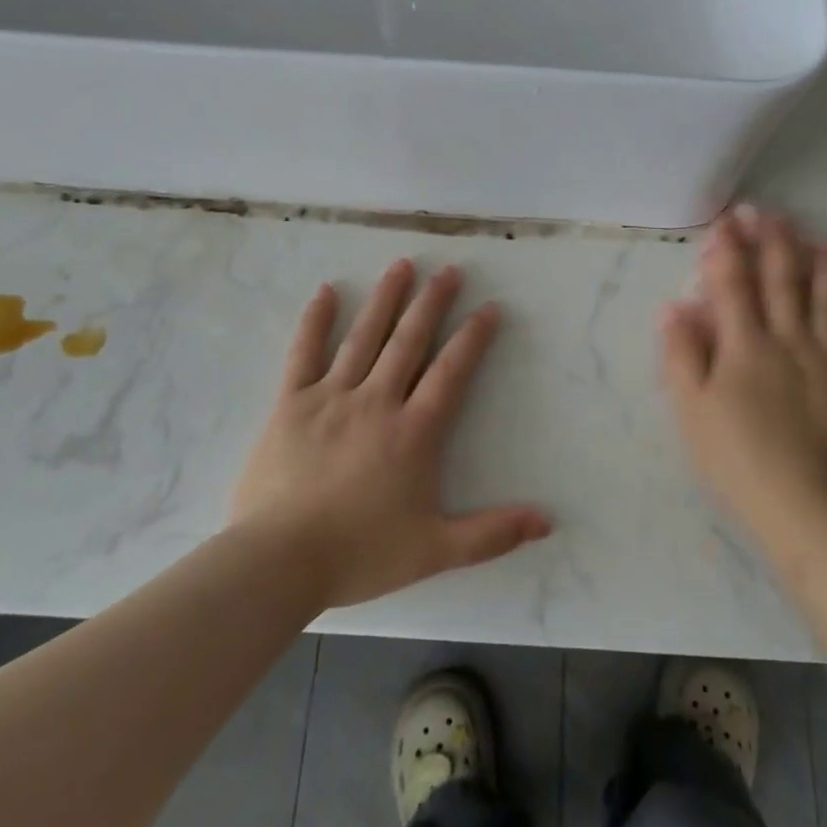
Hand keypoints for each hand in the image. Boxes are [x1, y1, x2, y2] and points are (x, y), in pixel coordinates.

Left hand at [232, 259, 552, 608]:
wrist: (278, 561)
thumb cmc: (360, 554)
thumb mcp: (435, 550)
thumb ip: (492, 534)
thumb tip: (547, 521)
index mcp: (413, 431)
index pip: (451, 372)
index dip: (473, 338)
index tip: (488, 308)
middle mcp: (376, 401)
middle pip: (409, 341)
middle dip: (432, 302)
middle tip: (449, 269)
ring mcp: (331, 397)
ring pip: (364, 336)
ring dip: (385, 298)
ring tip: (402, 264)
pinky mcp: (291, 403)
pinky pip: (304, 353)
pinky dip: (315, 321)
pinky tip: (325, 292)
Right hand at [661, 208, 826, 531]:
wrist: (806, 510)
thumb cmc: (737, 460)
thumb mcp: (691, 410)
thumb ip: (682, 355)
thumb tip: (674, 306)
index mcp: (746, 346)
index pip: (733, 285)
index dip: (728, 250)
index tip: (727, 220)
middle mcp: (792, 342)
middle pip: (784, 284)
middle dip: (776, 244)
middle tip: (774, 213)